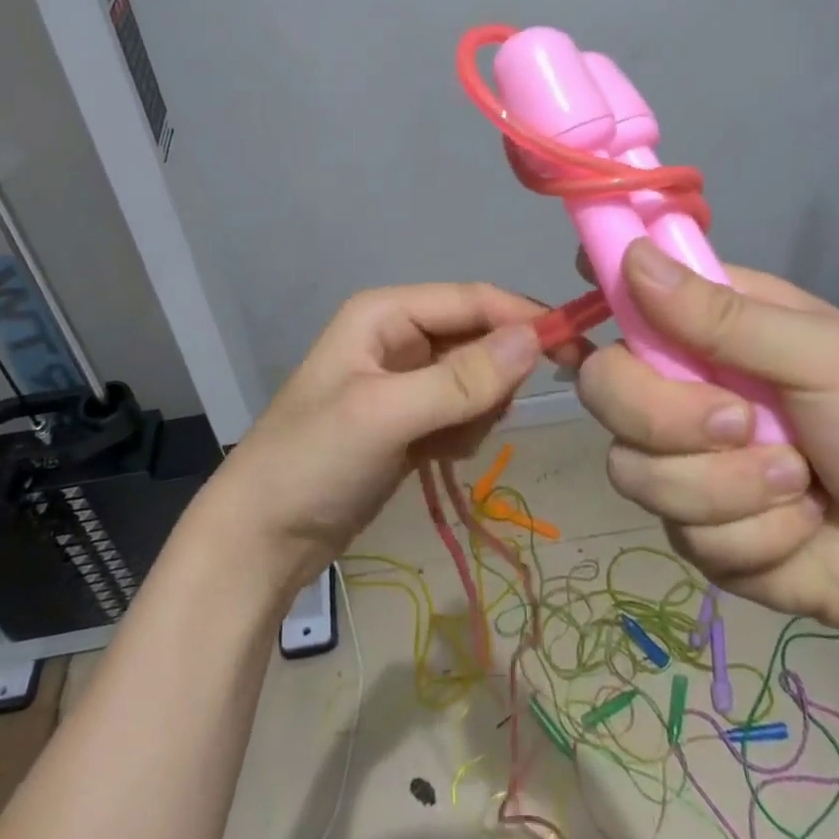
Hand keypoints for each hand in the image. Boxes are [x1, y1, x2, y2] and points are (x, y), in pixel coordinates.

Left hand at [204, 284, 580, 593]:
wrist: (262, 539)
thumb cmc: (313, 462)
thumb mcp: (385, 415)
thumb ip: (461, 379)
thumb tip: (534, 339)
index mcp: (387, 312)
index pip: (473, 299)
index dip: (524, 318)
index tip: (575, 350)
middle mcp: (399, 334)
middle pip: (479, 338)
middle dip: (492, 378)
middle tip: (479, 420)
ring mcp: (407, 378)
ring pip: (479, 378)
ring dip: (476, 412)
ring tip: (441, 443)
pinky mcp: (413, 417)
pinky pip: (465, 410)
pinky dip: (463, 433)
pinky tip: (433, 457)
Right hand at [576, 240, 838, 648]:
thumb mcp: (824, 358)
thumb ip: (725, 317)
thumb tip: (633, 257)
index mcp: (710, 325)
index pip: (628, 291)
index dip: (602, 286)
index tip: (583, 286)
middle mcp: (680, 383)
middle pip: (604, 387)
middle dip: (668, 417)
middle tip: (739, 423)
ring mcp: (679, 458)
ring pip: (634, 469)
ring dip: (728, 486)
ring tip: (798, 483)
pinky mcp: (692, 529)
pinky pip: (682, 532)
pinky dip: (753, 535)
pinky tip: (798, 528)